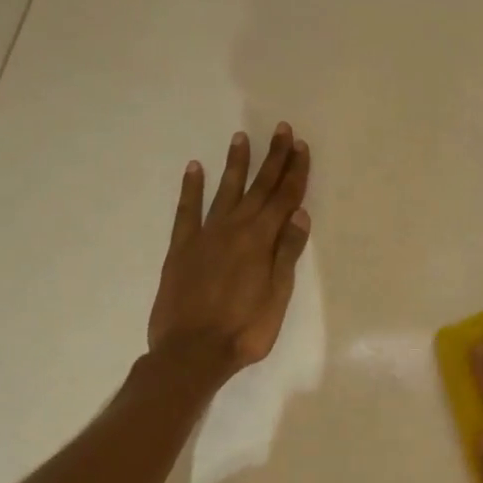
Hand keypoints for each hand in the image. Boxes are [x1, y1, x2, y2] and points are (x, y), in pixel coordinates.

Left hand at [148, 124, 310, 377]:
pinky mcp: (181, 248)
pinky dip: (191, 188)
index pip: (284, 199)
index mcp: (261, 241)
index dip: (295, 173)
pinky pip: (187, 210)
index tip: (301, 147)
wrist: (191, 352)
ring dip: (236, 164)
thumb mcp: (277, 296)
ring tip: (242, 138)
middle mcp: (234, 229)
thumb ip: (286, 253)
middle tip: (281, 130)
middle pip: (259, 188)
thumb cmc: (244, 330)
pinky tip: (195, 168)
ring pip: (225, 191)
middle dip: (273, 159)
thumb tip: (299, 214)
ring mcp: (205, 235)